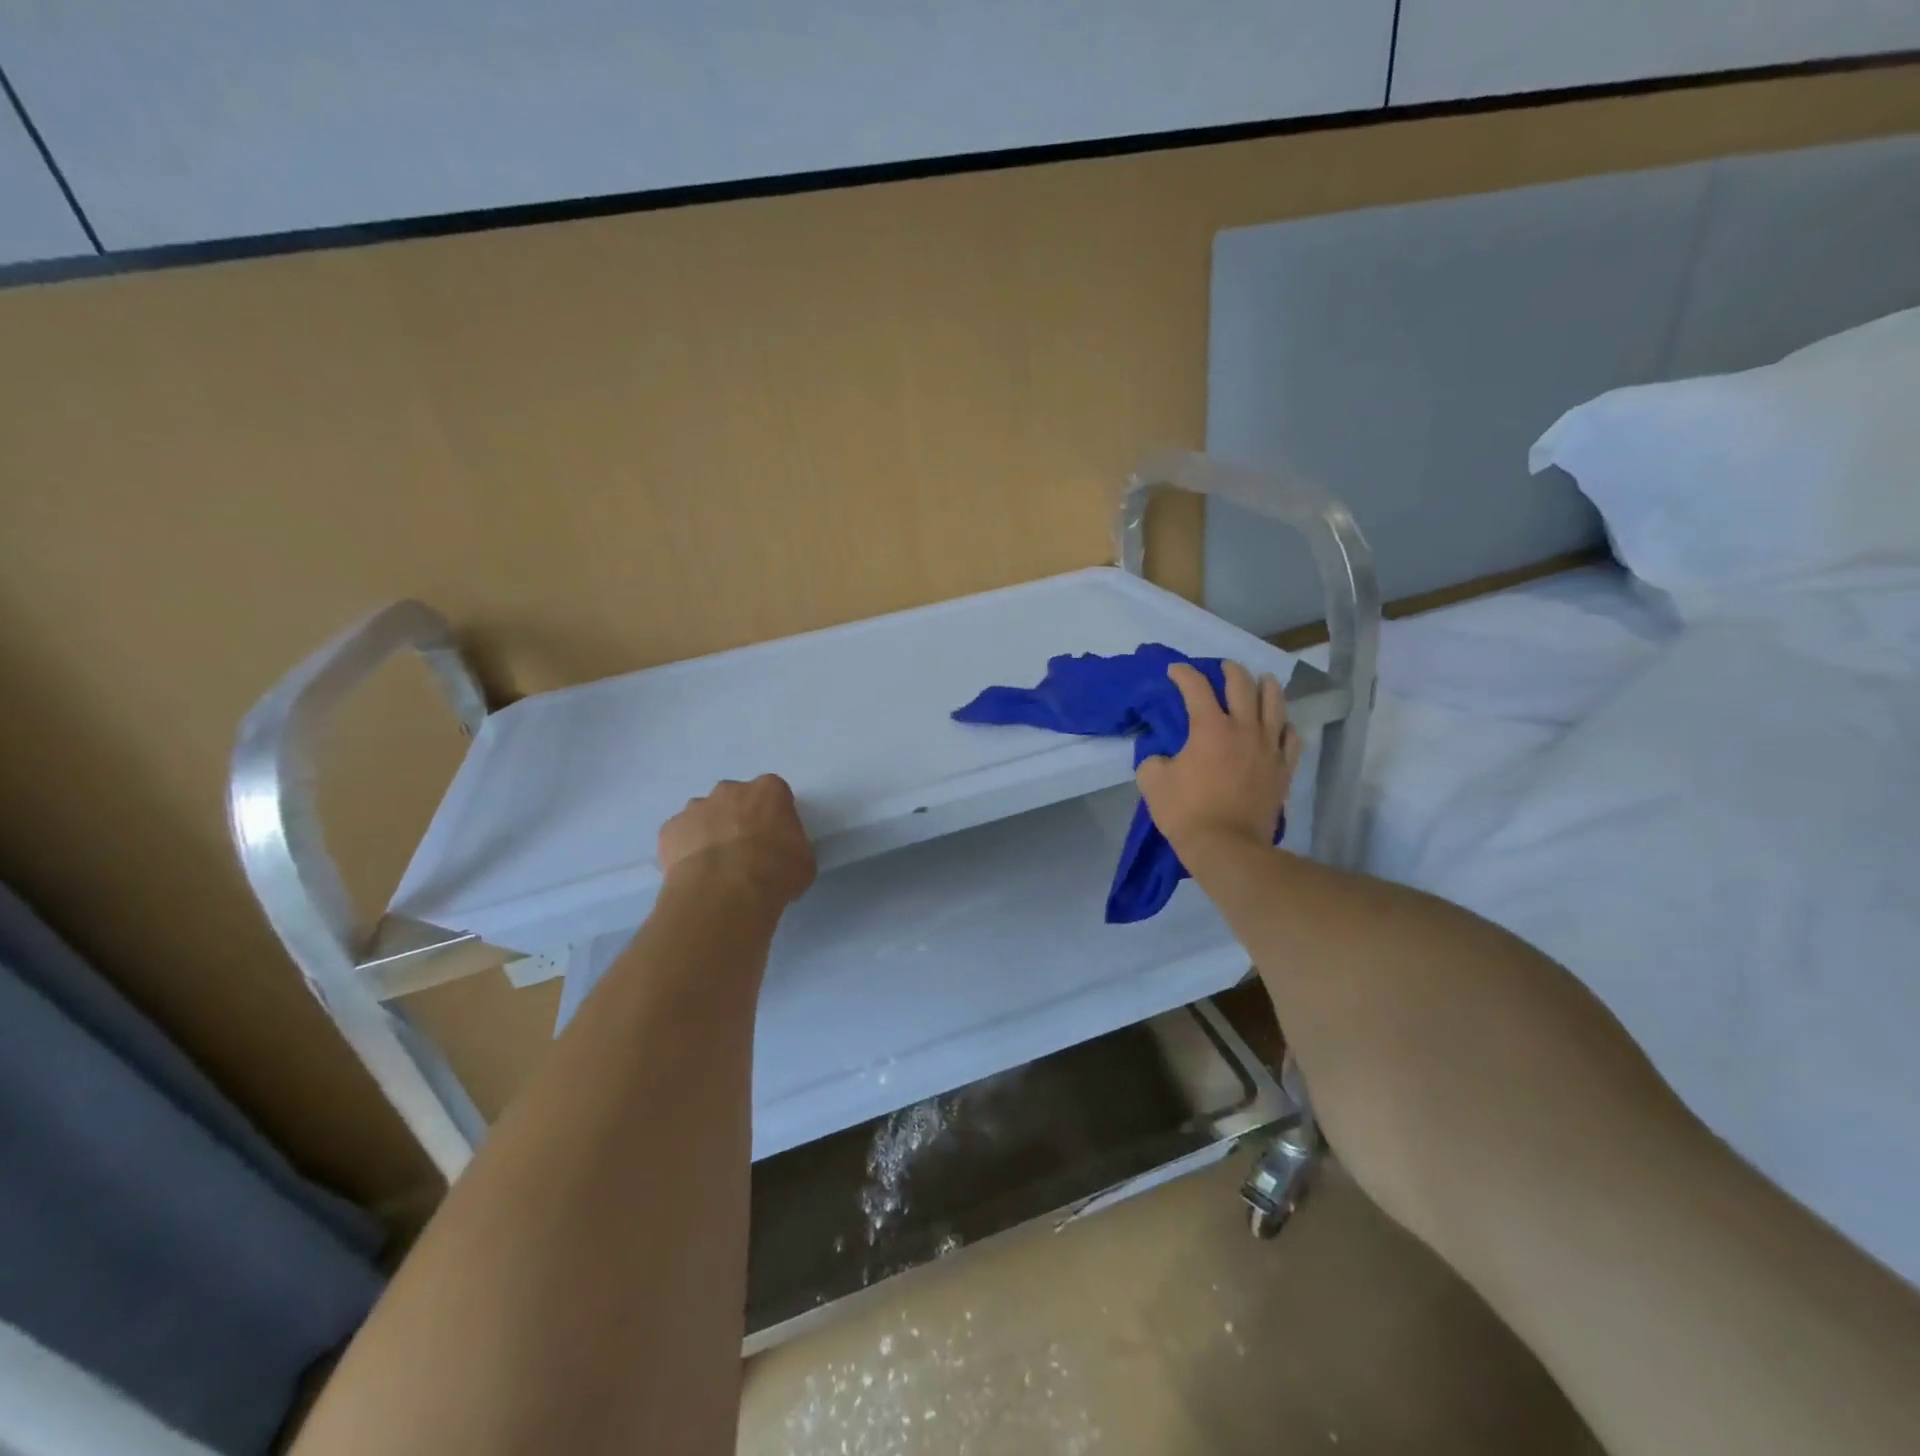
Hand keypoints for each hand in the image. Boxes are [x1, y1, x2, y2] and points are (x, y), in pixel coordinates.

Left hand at [658, 775, 816, 908]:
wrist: (725, 893)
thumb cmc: (775, 872)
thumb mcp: (803, 860)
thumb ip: (792, 845)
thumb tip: (782, 852)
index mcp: (768, 791)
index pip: (774, 794)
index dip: (774, 816)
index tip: (775, 838)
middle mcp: (730, 790)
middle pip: (735, 798)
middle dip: (738, 818)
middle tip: (744, 851)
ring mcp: (695, 807)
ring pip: (704, 814)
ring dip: (709, 832)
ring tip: (715, 866)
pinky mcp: (669, 829)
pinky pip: (679, 836)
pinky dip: (685, 850)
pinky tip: (694, 873)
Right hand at [1137, 661, 1301, 859]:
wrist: (1227, 847)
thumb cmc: (1186, 812)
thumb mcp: (1152, 782)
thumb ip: (1154, 760)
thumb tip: (1162, 757)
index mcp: (1210, 727)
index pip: (1196, 688)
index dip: (1183, 674)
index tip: (1175, 670)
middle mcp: (1244, 729)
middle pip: (1242, 686)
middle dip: (1230, 671)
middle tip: (1223, 667)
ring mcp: (1269, 748)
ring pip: (1275, 705)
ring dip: (1267, 687)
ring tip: (1263, 680)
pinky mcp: (1283, 770)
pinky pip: (1291, 739)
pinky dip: (1285, 726)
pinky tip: (1281, 725)